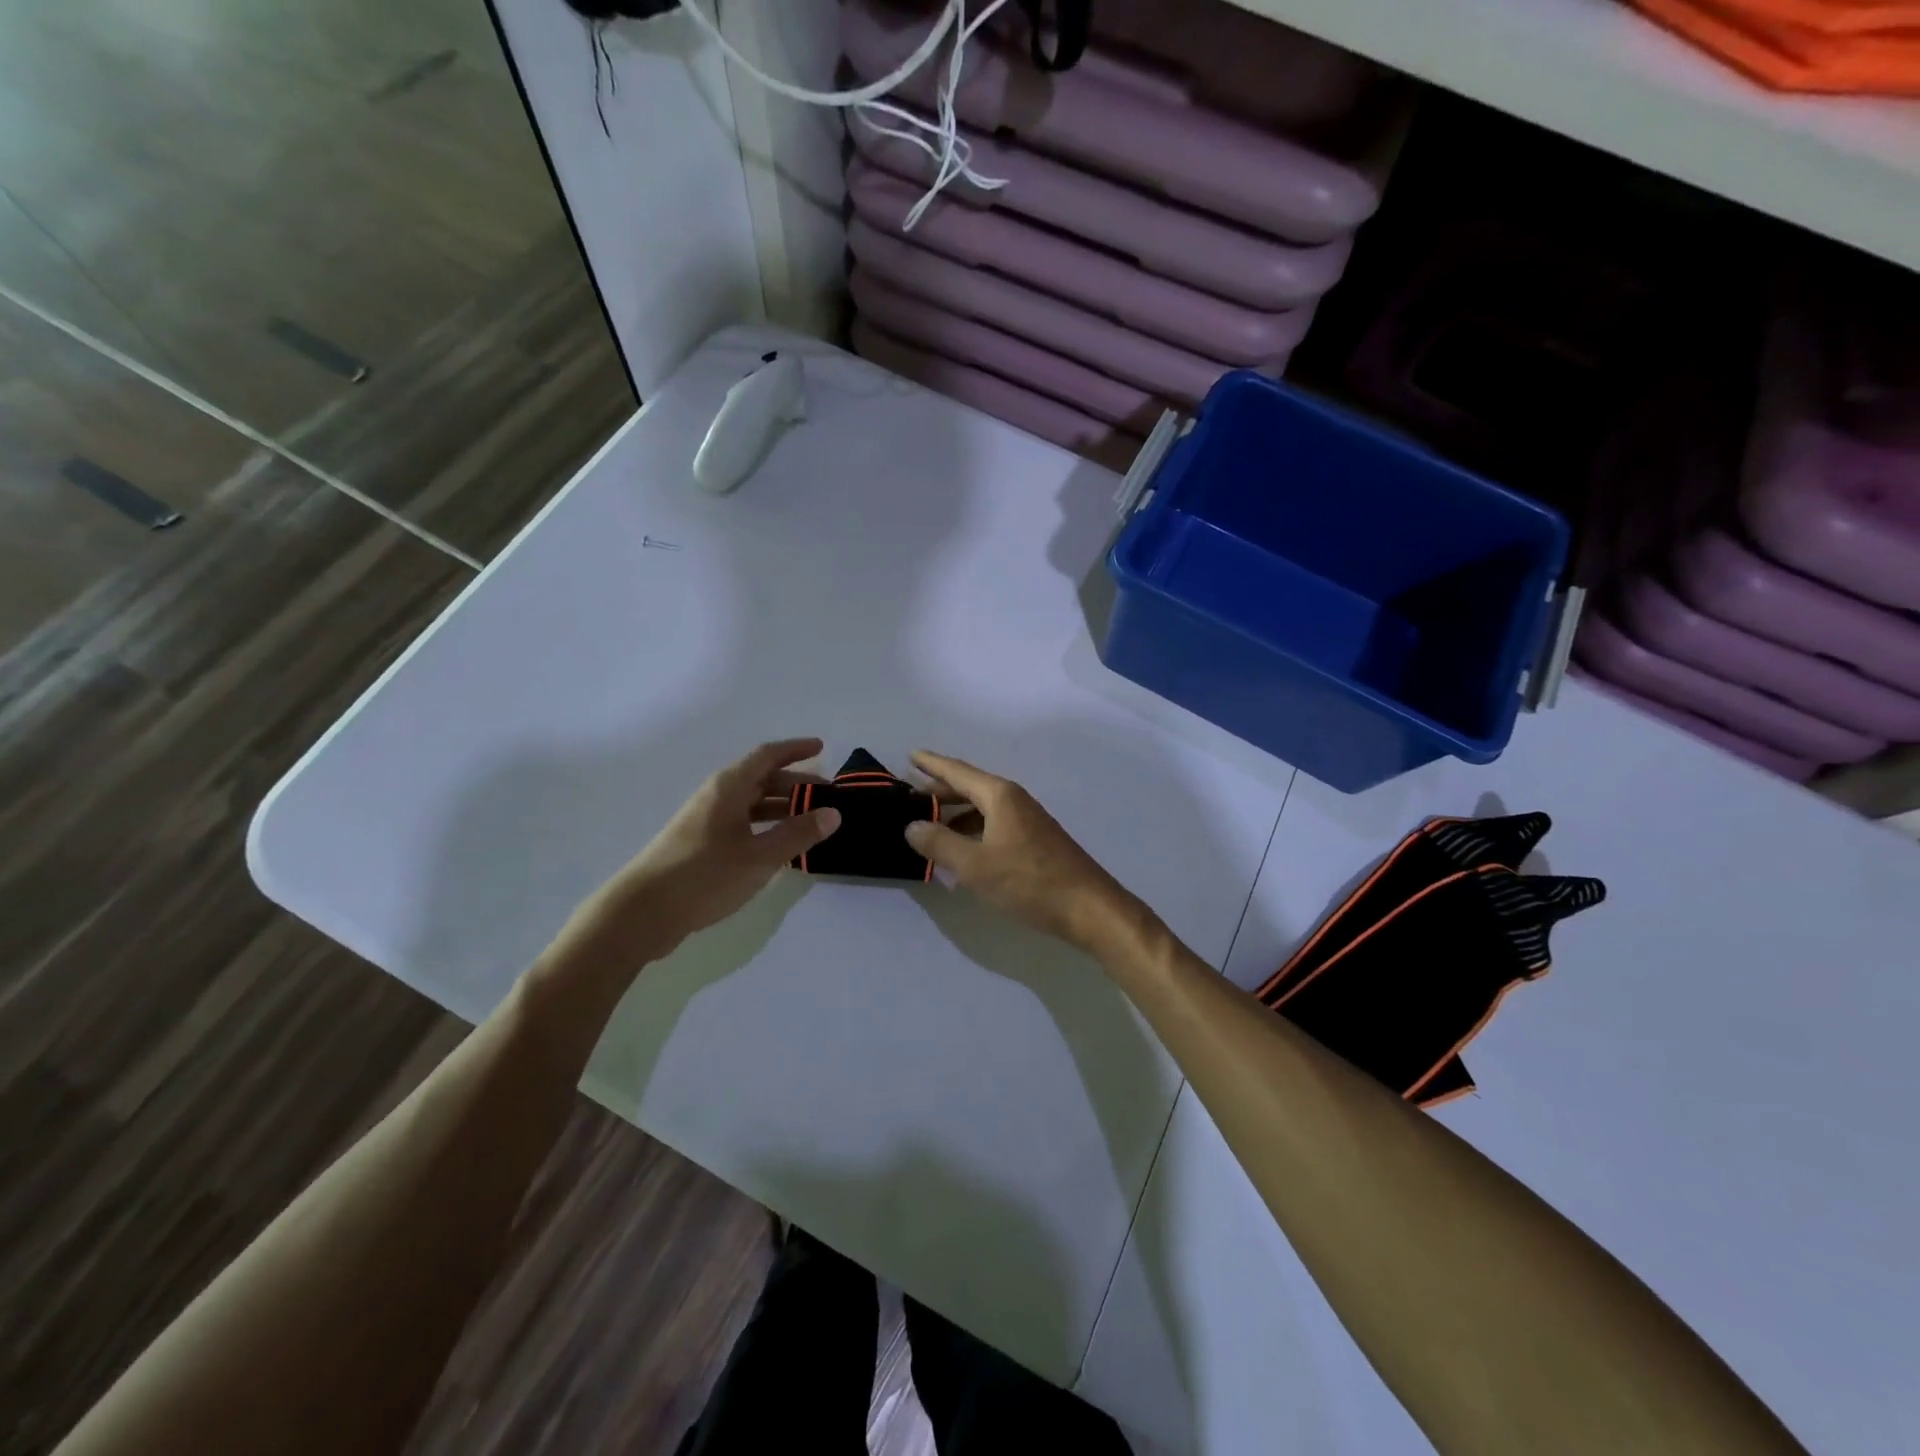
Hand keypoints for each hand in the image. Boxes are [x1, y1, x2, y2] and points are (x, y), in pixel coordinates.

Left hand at [565, 739, 840, 966]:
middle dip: (797, 784)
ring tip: (813, 821)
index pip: (767, 755)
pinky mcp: (702, 846)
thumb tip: (834, 813)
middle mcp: (718, 797)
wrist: (642, 912)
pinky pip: (743, 825)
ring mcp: (707, 821)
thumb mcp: (759, 856)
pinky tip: (782, 847)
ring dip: (783, 808)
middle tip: (829, 797)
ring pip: (753, 804)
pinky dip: (767, 828)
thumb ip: (798, 834)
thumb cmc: (704, 875)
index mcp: (729, 787)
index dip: (795, 749)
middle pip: (762, 779)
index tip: (822, 747)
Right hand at [904, 751, 1149, 958]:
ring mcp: (1027, 820)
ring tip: (928, 826)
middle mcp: (1014, 800)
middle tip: (910, 797)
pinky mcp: (1034, 840)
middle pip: (970, 787)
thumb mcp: (975, 865)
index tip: (910, 755)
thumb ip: (939, 844)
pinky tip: (962, 851)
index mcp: (999, 796)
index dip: (932, 764)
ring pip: (982, 808)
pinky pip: (994, 824)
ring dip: (955, 814)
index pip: (957, 772)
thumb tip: (912, 825)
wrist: (1089, 907)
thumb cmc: (1029, 881)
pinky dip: (972, 830)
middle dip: (940, 791)